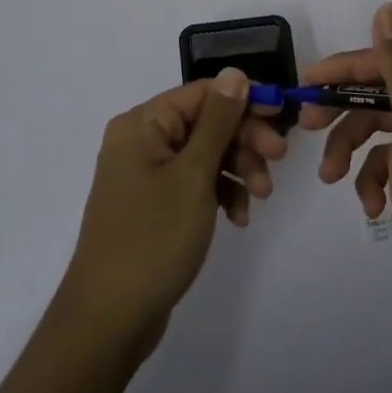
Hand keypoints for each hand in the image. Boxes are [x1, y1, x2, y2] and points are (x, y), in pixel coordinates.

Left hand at [58, 68, 283, 356]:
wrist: (109, 319)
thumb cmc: (153, 238)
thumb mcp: (194, 175)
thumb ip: (218, 121)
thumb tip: (235, 73)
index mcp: (142, 124)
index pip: (202, 93)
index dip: (244, 102)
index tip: (282, 119)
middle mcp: (141, 141)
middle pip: (206, 122)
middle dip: (244, 141)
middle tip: (278, 162)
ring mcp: (146, 174)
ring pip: (205, 154)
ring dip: (238, 169)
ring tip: (261, 198)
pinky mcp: (154, 204)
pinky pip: (195, 183)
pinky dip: (220, 194)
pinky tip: (238, 218)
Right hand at [304, 3, 391, 316]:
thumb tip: (389, 7)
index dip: (348, 70)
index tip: (305, 83)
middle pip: (391, 92)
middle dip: (348, 114)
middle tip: (308, 127)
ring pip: (389, 124)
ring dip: (357, 149)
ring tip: (332, 179)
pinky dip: (378, 173)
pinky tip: (370, 204)